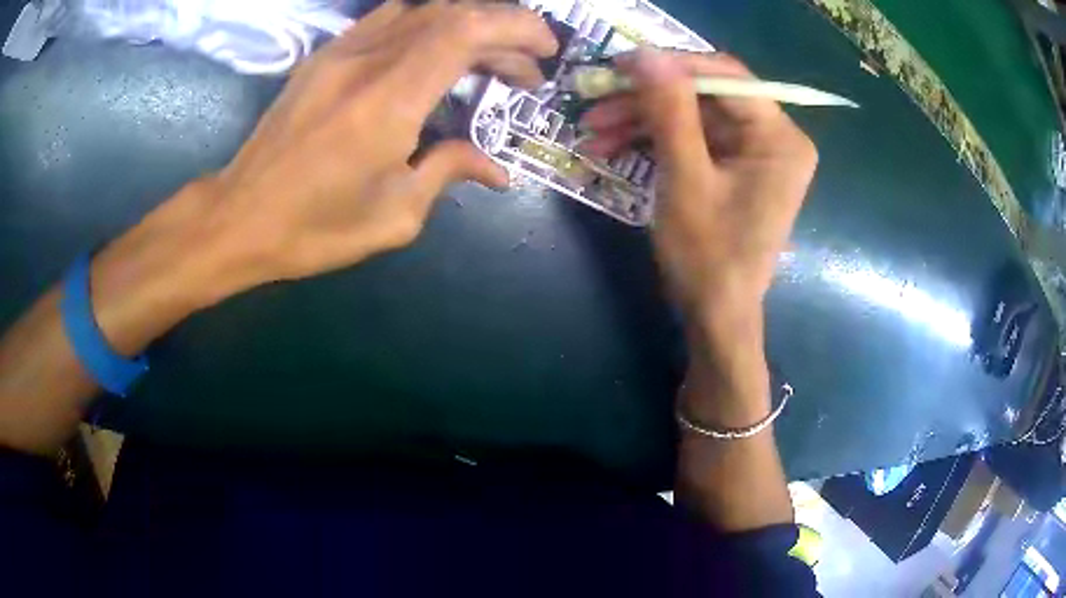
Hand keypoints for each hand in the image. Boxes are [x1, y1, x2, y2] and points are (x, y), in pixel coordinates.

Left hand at [189, 0, 556, 296]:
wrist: (238, 217)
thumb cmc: (313, 227)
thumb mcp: (394, 216)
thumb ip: (449, 173)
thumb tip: (495, 169)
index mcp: (389, 100)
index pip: (466, 29)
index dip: (516, 28)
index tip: (544, 53)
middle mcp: (367, 60)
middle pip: (451, 13)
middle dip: (502, 31)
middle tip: (522, 72)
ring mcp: (340, 52)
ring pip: (421, 10)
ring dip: (466, 27)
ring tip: (484, 62)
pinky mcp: (323, 56)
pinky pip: (387, 21)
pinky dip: (426, 27)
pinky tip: (433, 56)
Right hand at [580, 50, 816, 326]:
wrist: (716, 317)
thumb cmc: (709, 257)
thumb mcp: (685, 180)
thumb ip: (670, 112)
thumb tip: (646, 54)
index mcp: (780, 138)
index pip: (727, 76)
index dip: (672, 65)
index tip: (620, 66)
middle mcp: (774, 138)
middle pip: (705, 96)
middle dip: (647, 100)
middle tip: (595, 103)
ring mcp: (754, 153)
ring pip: (692, 116)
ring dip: (641, 121)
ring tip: (592, 132)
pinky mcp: (735, 167)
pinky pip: (693, 140)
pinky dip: (654, 141)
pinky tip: (613, 147)